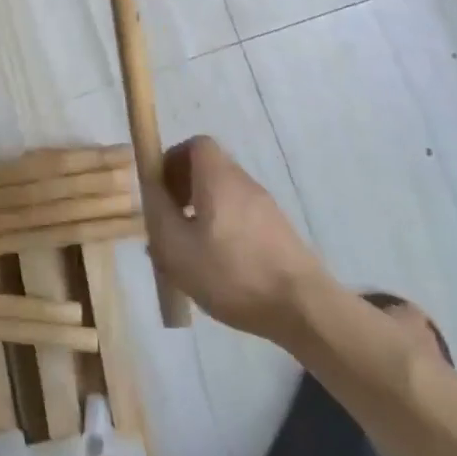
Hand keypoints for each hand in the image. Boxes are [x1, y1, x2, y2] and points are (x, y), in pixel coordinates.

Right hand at [147, 135, 331, 340]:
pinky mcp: (280, 234)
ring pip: (224, 198)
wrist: (305, 311)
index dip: (172, 160)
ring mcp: (268, 209)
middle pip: (209, 171)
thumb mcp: (175, 246)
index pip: (196, 144)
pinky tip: (218, 269)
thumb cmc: (232, 273)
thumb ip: (157, 212)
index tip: (161, 190)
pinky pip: (242, 219)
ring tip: (190, 252)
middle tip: (170, 223)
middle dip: (183, 191)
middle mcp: (245, 185)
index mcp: (219, 179)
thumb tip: (151, 189)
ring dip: (202, 215)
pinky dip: (224, 232)